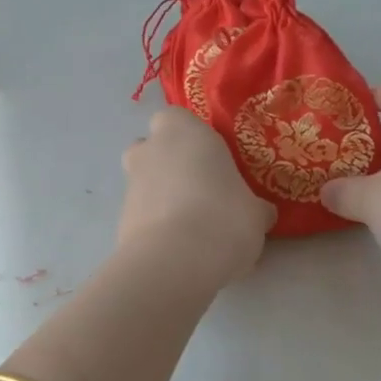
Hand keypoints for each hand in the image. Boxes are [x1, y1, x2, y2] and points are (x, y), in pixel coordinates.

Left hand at [118, 107, 273, 287]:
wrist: (175, 262)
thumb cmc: (223, 217)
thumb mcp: (256, 212)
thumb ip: (254, 206)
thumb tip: (261, 213)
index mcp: (183, 131)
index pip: (177, 118)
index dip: (192, 137)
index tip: (212, 159)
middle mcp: (150, 150)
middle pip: (152, 148)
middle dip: (169, 164)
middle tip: (200, 189)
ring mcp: (130, 185)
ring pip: (144, 182)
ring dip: (162, 197)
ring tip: (192, 227)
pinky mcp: (119, 220)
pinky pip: (141, 215)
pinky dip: (155, 225)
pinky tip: (178, 249)